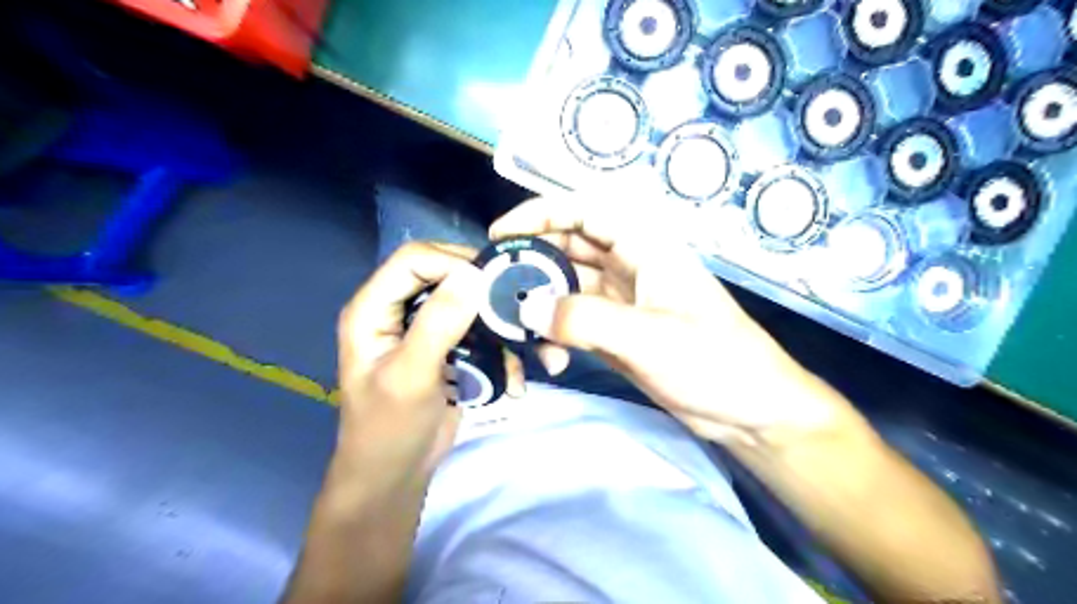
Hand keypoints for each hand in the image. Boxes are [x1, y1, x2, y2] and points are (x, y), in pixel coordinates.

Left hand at [336, 240, 520, 480]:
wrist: (395, 477)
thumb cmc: (390, 429)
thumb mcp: (412, 375)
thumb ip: (439, 323)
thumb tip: (474, 274)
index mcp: (373, 308)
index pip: (413, 260)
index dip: (452, 262)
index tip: (492, 284)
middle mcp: (397, 310)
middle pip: (444, 275)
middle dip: (481, 291)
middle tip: (516, 309)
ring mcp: (424, 329)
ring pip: (467, 303)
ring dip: (496, 324)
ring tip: (520, 345)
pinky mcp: (446, 349)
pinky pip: (477, 332)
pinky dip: (498, 350)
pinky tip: (511, 377)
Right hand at [491, 196, 844, 443]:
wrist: (748, 411)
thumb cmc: (713, 361)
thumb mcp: (649, 336)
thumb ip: (585, 319)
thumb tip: (527, 309)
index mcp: (645, 247)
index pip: (585, 211)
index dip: (540, 214)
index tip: (500, 235)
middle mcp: (629, 266)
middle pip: (568, 248)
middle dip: (531, 265)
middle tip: (495, 290)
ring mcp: (621, 301)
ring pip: (566, 288)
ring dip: (542, 308)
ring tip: (520, 333)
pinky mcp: (617, 332)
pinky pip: (574, 322)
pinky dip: (557, 336)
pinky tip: (553, 361)